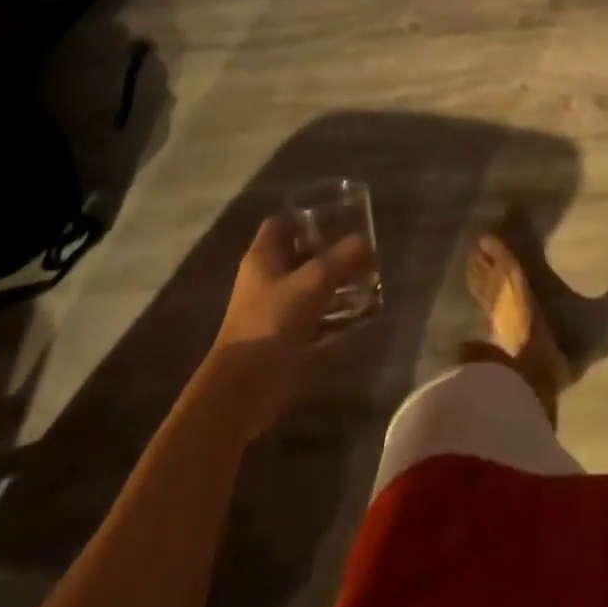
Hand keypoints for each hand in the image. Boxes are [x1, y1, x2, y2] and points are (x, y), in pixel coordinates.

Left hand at [208, 217, 372, 438]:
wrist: (242, 389)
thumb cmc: (272, 322)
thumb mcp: (313, 282)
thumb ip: (342, 258)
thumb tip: (365, 241)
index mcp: (262, 257)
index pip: (281, 223)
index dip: (306, 216)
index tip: (337, 217)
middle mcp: (264, 279)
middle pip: (297, 254)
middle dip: (328, 251)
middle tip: (360, 249)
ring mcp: (271, 309)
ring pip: (305, 285)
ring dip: (332, 282)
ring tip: (365, 279)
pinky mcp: (280, 337)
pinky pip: (310, 316)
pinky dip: (330, 313)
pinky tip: (356, 314)